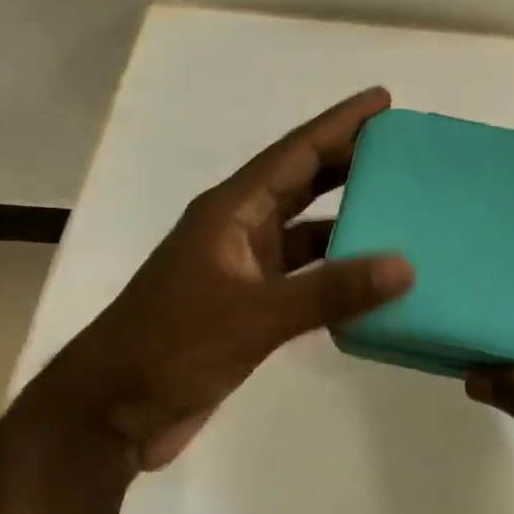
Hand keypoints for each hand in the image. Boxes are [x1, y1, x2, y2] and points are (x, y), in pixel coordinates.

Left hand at [24, 87, 413, 470]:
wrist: (109, 413)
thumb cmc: (171, 346)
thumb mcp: (255, 315)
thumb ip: (330, 291)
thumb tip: (405, 266)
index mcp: (231, 211)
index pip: (295, 153)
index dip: (340, 124)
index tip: (382, 100)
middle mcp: (239, 229)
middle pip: (302, 182)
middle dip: (349, 160)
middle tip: (401, 147)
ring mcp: (243, 268)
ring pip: (306, 230)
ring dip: (347, 218)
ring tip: (400, 208)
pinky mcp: (250, 305)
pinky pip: (305, 274)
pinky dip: (336, 271)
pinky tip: (371, 277)